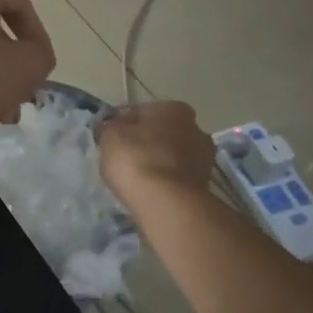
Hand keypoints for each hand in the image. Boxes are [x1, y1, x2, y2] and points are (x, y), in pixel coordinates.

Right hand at [98, 101, 215, 205]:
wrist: (167, 204)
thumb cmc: (136, 160)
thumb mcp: (110, 136)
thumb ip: (109, 127)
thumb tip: (111, 127)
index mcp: (174, 108)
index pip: (140, 111)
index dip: (121, 124)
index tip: (108, 138)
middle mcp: (196, 128)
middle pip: (160, 133)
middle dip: (144, 142)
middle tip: (122, 157)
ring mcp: (204, 158)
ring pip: (170, 156)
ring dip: (156, 163)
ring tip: (135, 178)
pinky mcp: (204, 185)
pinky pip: (176, 177)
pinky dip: (164, 181)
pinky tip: (149, 191)